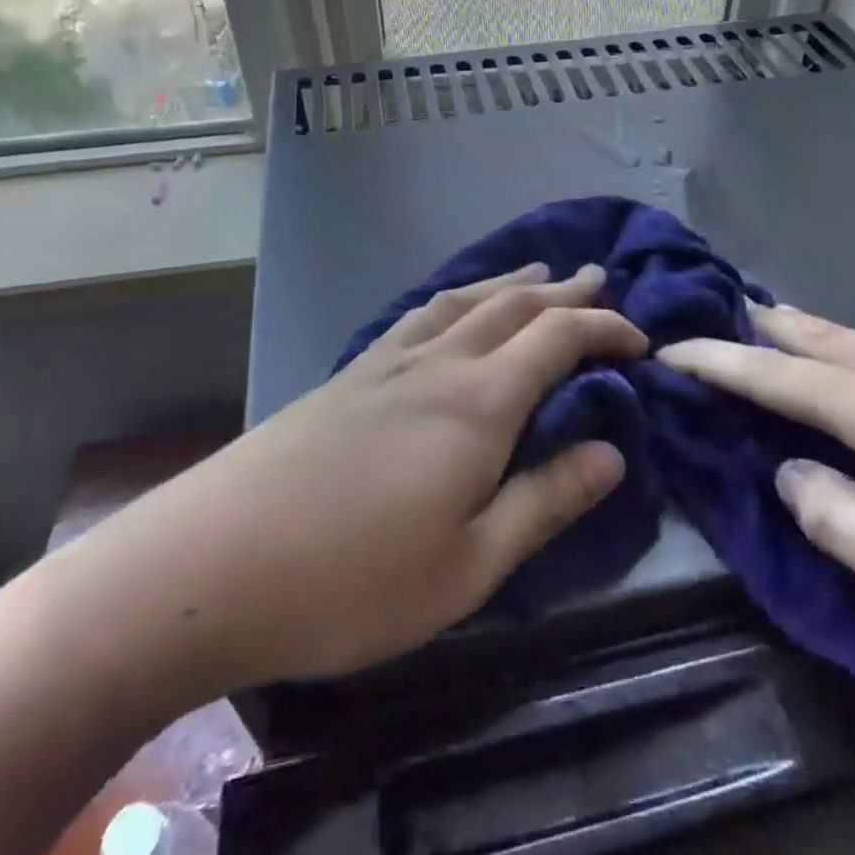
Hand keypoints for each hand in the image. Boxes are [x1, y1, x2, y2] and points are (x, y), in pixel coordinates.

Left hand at [161, 263, 645, 686]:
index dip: (606, 329)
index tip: (641, 342)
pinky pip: (422, 313)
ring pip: (466, 300)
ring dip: (511, 283)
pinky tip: (453, 307)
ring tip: (540, 272)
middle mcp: (439, 363)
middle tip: (602, 279)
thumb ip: (545, 501)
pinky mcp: (350, 373)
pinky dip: (458, 297)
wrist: (213, 563)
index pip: (559, 338)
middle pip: (515, 305)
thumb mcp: (469, 566)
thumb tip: (614, 451)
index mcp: (478, 403)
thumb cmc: (353, 581)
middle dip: (566, 291)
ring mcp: (388, 361)